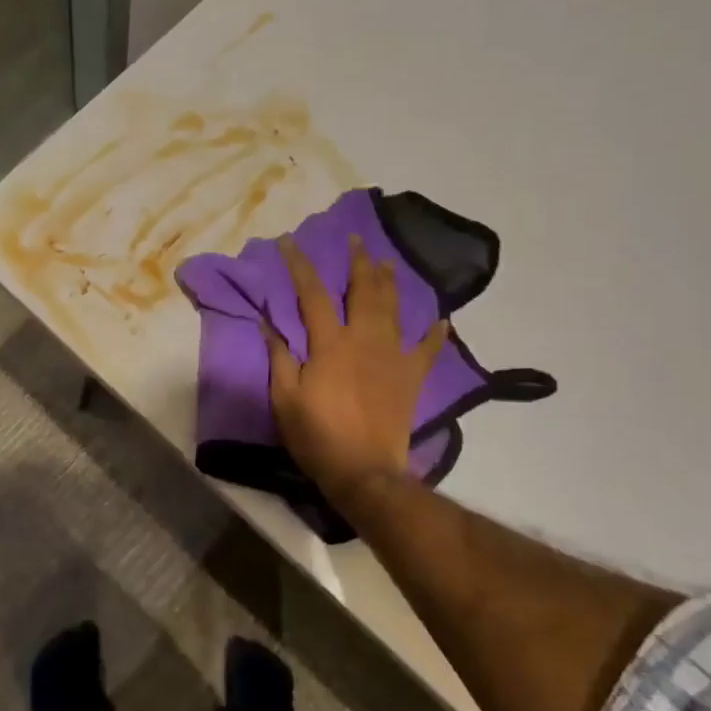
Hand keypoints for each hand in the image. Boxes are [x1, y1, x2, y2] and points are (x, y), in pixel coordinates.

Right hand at [264, 234, 448, 512]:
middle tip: (356, 239)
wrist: (365, 471)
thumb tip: (268, 322)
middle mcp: (365, 340)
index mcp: (330, 343)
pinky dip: (436, 334)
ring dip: (390, 282)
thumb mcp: (285, 398)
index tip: (289, 242)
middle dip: (358, 262)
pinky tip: (442, 320)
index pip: (312, 294)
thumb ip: (279, 357)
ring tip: (387, 262)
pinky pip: (428, 350)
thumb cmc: (318, 435)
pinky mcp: (412, 378)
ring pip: (395, 309)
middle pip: (363, 291)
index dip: (300, 265)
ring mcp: (394, 357)